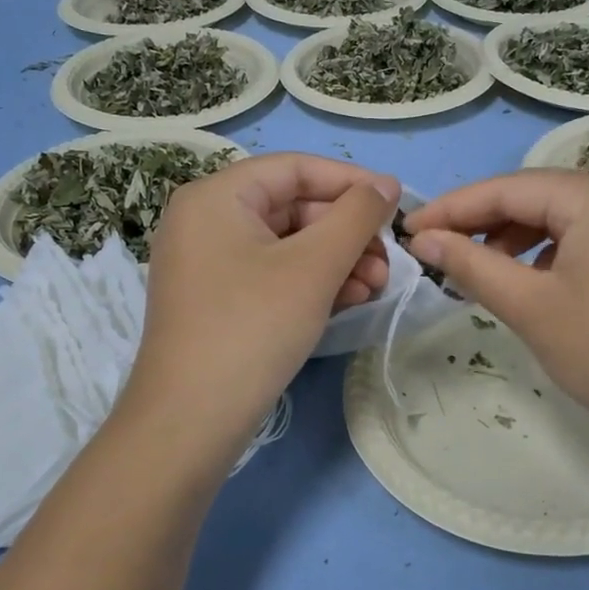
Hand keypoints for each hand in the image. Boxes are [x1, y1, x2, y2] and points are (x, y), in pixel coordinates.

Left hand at [127, 153, 399, 454]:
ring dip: (338, 260)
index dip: (351, 182)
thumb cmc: (253, 326)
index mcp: (216, 196)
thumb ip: (356, 216)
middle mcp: (206, 220)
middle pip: (293, 207)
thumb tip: (386, 184)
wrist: (191, 420)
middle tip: (389, 261)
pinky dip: (313, 282)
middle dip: (347, 233)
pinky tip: (350, 299)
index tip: (396, 205)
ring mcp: (208, 263)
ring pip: (288, 245)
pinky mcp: (218, 300)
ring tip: (376, 286)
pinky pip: (273, 274)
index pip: (295, 169)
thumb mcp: (314, 266)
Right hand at [404, 171, 588, 456]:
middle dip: (481, 224)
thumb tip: (423, 239)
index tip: (408, 230)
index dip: (453, 209)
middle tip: (434, 253)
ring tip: (474, 272)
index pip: (508, 189)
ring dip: (511, 240)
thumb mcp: (530, 306)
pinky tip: (524, 280)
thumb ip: (471, 264)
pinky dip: (545, 253)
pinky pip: (582, 236)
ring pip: (557, 218)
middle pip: (534, 198)